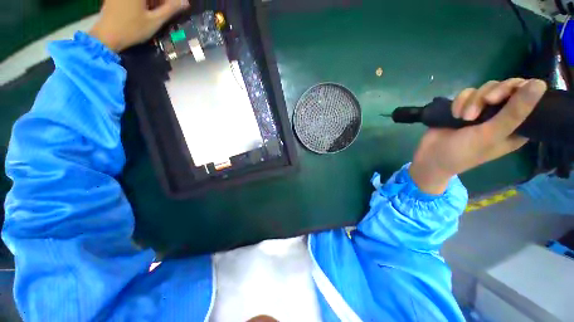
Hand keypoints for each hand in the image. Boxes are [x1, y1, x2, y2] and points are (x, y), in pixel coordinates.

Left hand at [89, 0, 189, 51]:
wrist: (106, 36)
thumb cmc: (132, 29)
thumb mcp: (154, 21)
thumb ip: (170, 10)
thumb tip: (185, 2)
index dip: (170, 1)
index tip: (175, 8)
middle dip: (161, 2)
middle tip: (166, 11)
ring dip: (153, 3)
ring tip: (156, 13)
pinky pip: (135, 0)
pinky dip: (143, 4)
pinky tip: (145, 11)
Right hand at [410, 78, 546, 194]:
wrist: (430, 156)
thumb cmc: (463, 152)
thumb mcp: (491, 135)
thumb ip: (515, 112)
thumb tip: (539, 84)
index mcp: (516, 126)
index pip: (528, 98)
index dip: (518, 91)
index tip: (502, 96)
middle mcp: (502, 115)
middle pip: (505, 88)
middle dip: (491, 94)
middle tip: (481, 105)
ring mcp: (482, 111)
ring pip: (485, 88)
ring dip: (472, 101)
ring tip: (462, 117)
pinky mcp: (464, 108)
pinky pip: (467, 93)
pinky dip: (459, 101)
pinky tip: (453, 114)